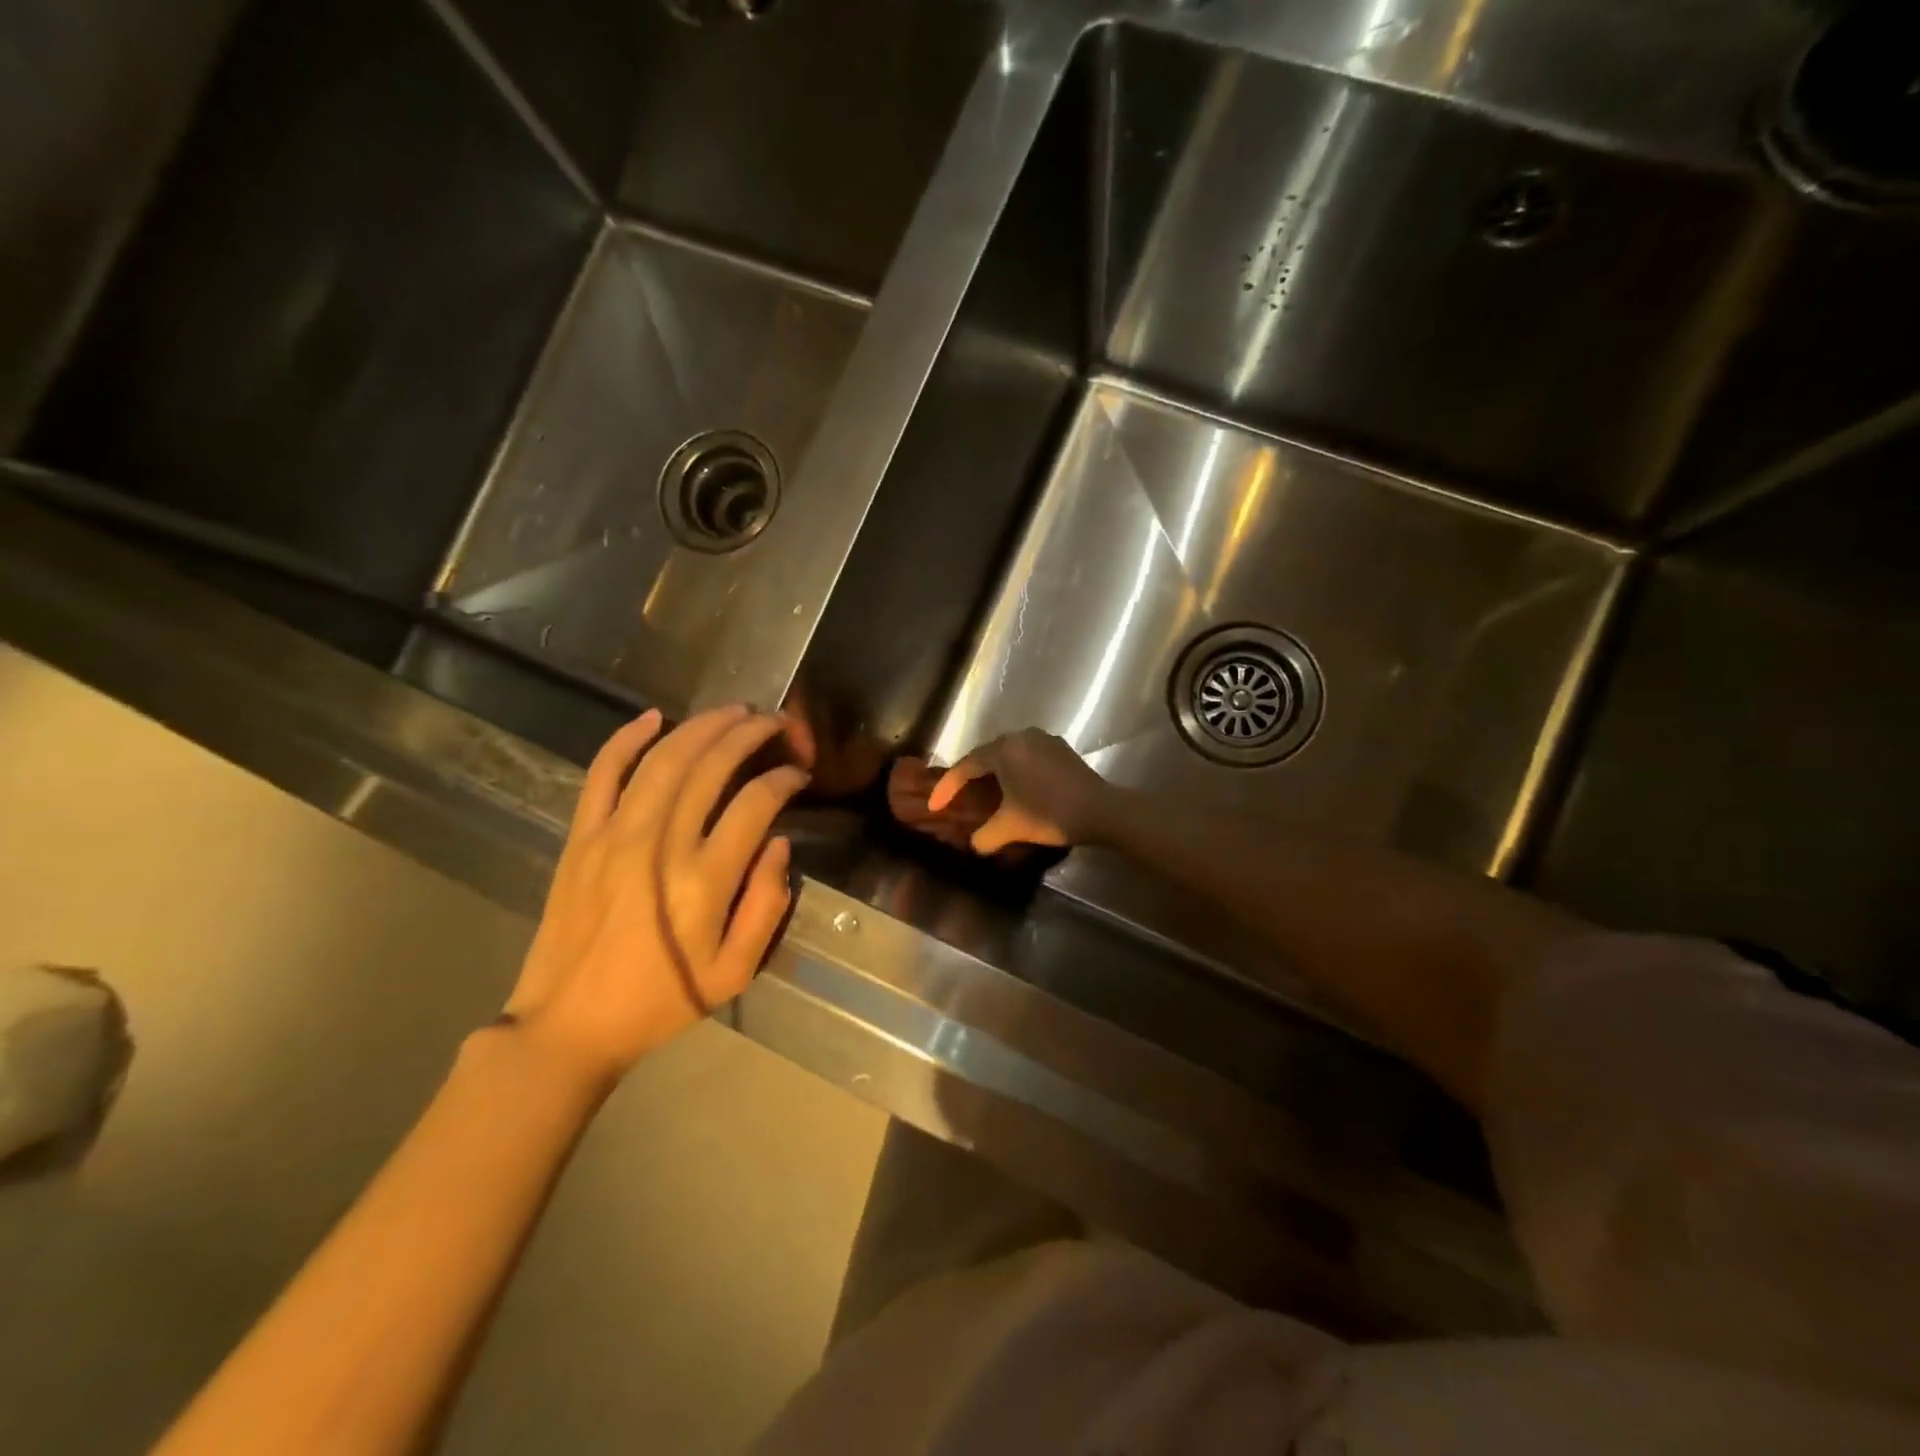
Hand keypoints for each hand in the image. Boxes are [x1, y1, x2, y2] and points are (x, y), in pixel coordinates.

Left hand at [504, 706, 807, 1087]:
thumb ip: (767, 906)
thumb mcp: (734, 972)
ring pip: (665, 758)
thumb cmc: (661, 1000)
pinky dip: (627, 738)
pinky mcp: (581, 837)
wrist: (569, 1023)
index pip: (755, 803)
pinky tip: (654, 717)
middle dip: (751, 734)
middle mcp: (662, 845)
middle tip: (777, 723)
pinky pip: (603, 773)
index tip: (798, 774)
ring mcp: (615, 835)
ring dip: (704, 725)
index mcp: (705, 881)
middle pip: (712, 766)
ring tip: (735, 711)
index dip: (783, 779)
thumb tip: (779, 845)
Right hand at [927, 729, 1117, 853]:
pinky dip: (1016, 771)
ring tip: (985, 792)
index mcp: (1004, 749)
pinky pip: (1028, 756)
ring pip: (1009, 754)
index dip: (947, 787)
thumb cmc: (1050, 813)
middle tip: (957, 796)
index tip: (935, 806)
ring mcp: (1044, 740)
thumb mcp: (1011, 828)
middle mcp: (1021, 736)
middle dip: (969, 776)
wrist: (1102, 811)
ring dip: (994, 772)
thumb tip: (975, 844)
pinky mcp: (1061, 749)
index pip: (966, 766)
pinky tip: (1017, 788)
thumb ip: (985, 837)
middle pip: (986, 755)